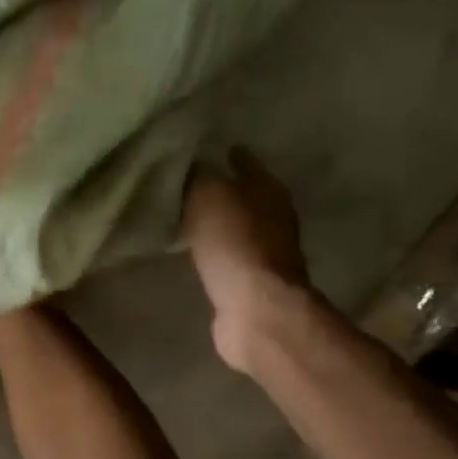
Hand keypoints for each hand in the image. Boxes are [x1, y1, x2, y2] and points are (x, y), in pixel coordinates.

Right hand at [181, 149, 310, 369]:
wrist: (254, 308)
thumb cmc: (235, 244)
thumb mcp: (208, 197)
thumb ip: (198, 177)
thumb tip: (189, 164)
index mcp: (268, 190)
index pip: (247, 163)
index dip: (229, 155)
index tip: (206, 150)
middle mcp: (273, 217)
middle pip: (244, 194)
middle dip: (221, 188)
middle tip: (188, 181)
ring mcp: (264, 251)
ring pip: (234, 225)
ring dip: (214, 220)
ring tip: (183, 214)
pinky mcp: (249, 280)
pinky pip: (225, 254)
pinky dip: (211, 248)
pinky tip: (192, 247)